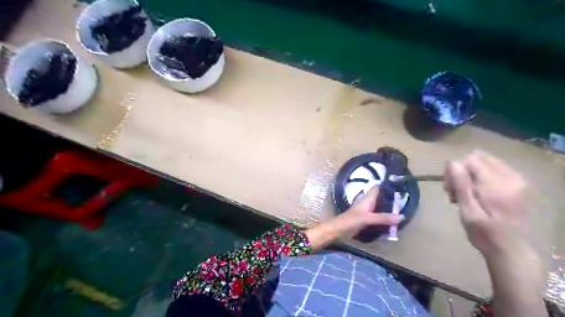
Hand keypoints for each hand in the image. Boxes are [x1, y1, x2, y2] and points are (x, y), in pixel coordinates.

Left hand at [308, 186, 403, 249]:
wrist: (337, 230)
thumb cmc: (350, 221)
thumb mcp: (368, 218)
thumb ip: (383, 218)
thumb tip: (402, 216)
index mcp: (367, 199)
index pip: (378, 188)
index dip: (387, 186)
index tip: (400, 186)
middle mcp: (367, 203)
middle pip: (381, 198)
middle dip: (391, 200)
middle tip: (405, 202)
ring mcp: (366, 211)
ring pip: (380, 207)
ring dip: (388, 209)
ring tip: (403, 211)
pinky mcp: (365, 219)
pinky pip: (377, 216)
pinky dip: (384, 218)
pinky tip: (392, 222)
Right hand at [444, 150, 545, 316]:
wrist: (511, 250)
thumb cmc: (484, 234)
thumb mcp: (468, 212)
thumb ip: (461, 185)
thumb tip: (452, 163)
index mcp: (496, 185)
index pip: (470, 160)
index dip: (454, 171)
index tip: (449, 189)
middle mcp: (510, 178)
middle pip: (478, 158)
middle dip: (462, 171)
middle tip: (454, 191)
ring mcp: (517, 180)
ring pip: (485, 162)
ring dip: (470, 174)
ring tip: (465, 193)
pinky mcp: (518, 185)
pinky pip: (495, 169)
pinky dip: (481, 177)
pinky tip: (477, 193)